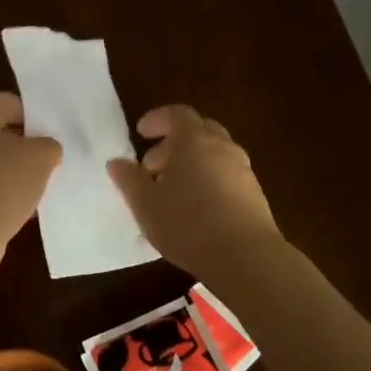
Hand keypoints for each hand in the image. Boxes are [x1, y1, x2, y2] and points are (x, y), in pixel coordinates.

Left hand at [0, 92, 61, 279]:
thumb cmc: (0, 186)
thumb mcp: (40, 158)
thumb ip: (48, 145)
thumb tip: (44, 149)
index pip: (7, 102)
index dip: (35, 116)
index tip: (55, 135)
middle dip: (23, 145)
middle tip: (50, 161)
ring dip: (11, 172)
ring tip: (39, 187)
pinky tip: (20, 209)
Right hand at [108, 104, 283, 283]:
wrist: (245, 256)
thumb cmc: (187, 223)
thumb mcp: (145, 204)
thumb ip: (129, 179)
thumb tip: (117, 162)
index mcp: (193, 140)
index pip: (176, 114)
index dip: (157, 119)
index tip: (141, 132)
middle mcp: (222, 147)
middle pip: (198, 131)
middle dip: (173, 143)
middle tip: (152, 166)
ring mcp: (242, 170)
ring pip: (213, 154)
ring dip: (191, 163)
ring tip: (170, 192)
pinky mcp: (253, 194)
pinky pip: (225, 175)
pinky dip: (206, 180)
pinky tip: (194, 209)